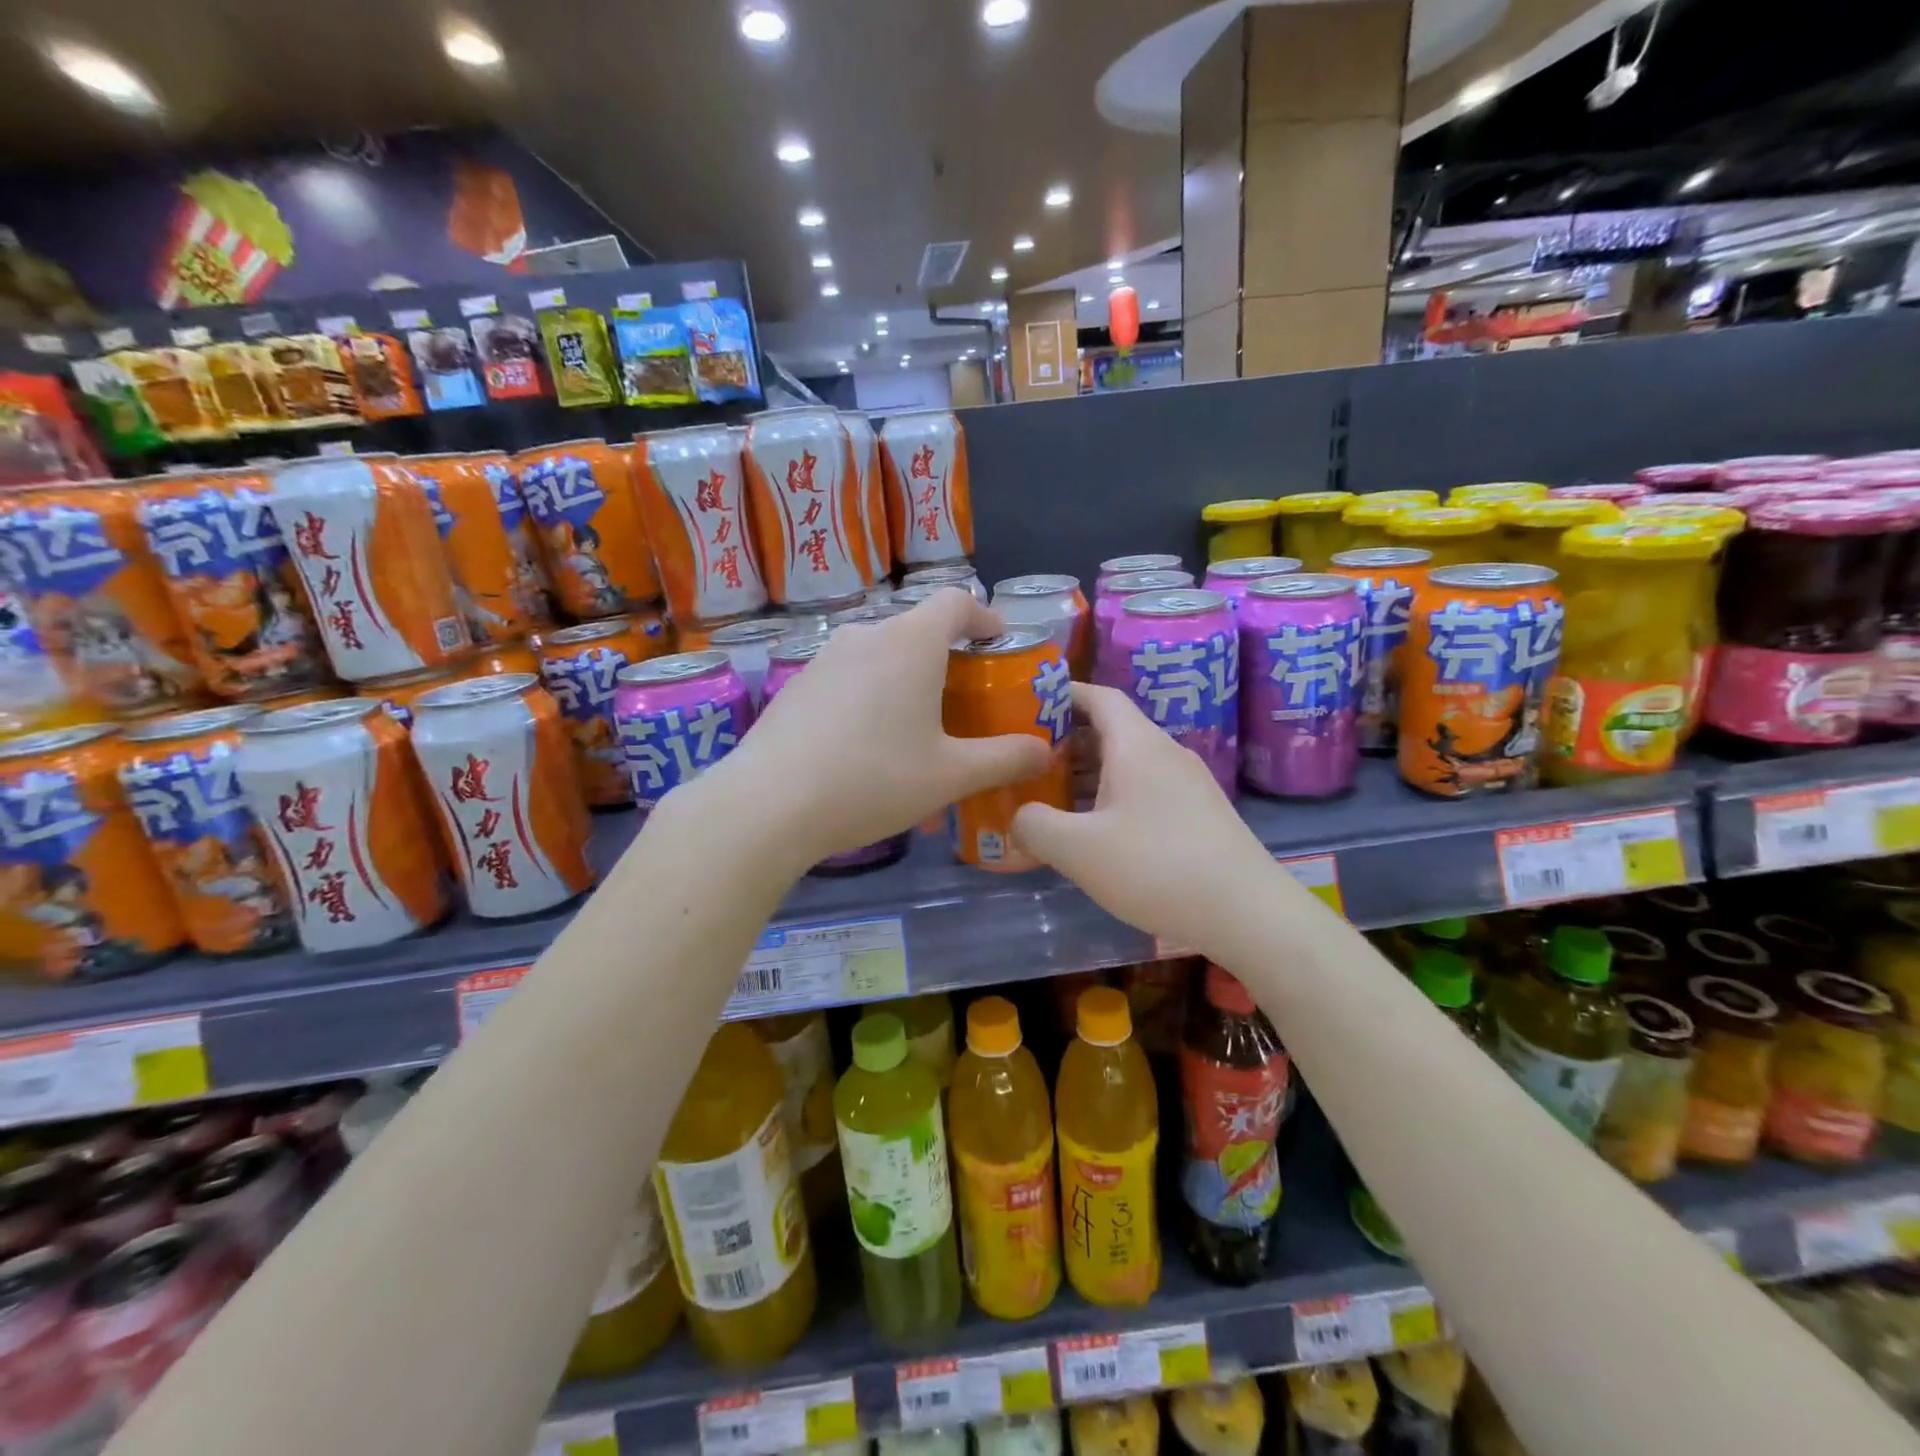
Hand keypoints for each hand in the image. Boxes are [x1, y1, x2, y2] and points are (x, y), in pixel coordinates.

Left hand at [723, 589, 1052, 862]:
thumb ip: (1004, 758)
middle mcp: (866, 635)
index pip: (957, 601)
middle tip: (965, 697)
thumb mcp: (950, 774)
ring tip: (916, 724)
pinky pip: (848, 677)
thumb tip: (1044, 751)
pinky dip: (870, 694)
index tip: (1000, 642)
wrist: (768, 804)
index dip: (985, 615)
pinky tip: (865, 743)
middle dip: (948, 654)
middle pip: (917, 628)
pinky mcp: (795, 685)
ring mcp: (824, 658)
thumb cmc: (872, 779)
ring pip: (879, 653)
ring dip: (906, 676)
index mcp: (911, 643)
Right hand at [1012, 684, 1272, 952]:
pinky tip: (1097, 831)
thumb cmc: (1157, 867)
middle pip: (1111, 730)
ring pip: (1129, 763)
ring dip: (1089, 772)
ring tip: (1053, 796)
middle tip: (1027, 760)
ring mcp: (1188, 784)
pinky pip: (1146, 789)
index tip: (1027, 704)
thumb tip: (1020, 815)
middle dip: (1067, 740)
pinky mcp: (1200, 815)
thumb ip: (1035, 825)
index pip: (1099, 697)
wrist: (1248, 913)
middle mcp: (1165, 753)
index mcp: (1137, 744)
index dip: (1063, 694)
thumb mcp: (1078, 850)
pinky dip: (1114, 796)